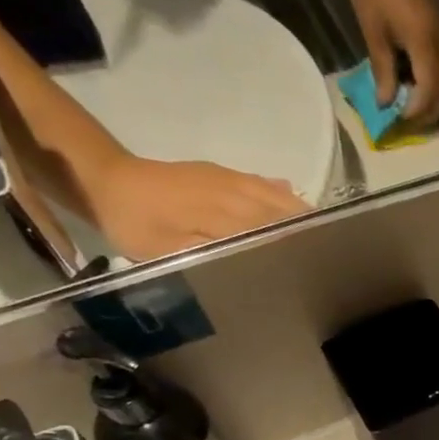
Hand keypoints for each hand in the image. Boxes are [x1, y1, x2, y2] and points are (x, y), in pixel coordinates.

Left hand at [81, 154, 311, 260]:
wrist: (108, 180)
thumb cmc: (137, 224)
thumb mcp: (170, 251)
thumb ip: (216, 254)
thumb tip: (258, 259)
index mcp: (227, 213)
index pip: (276, 231)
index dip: (300, 247)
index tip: (323, 265)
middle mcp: (237, 192)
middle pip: (285, 212)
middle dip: (309, 231)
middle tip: (330, 254)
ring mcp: (231, 179)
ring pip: (279, 196)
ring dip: (300, 214)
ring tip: (321, 234)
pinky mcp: (223, 174)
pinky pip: (264, 184)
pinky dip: (283, 196)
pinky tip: (293, 200)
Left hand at [348, 0, 438, 125]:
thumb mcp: (373, 30)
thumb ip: (383, 70)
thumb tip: (386, 103)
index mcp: (425, 42)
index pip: (430, 90)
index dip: (417, 111)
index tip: (400, 122)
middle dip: (431, 111)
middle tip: (411, 124)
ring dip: (434, 99)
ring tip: (414, 109)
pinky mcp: (437, 28)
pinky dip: (433, 83)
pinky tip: (415, 86)